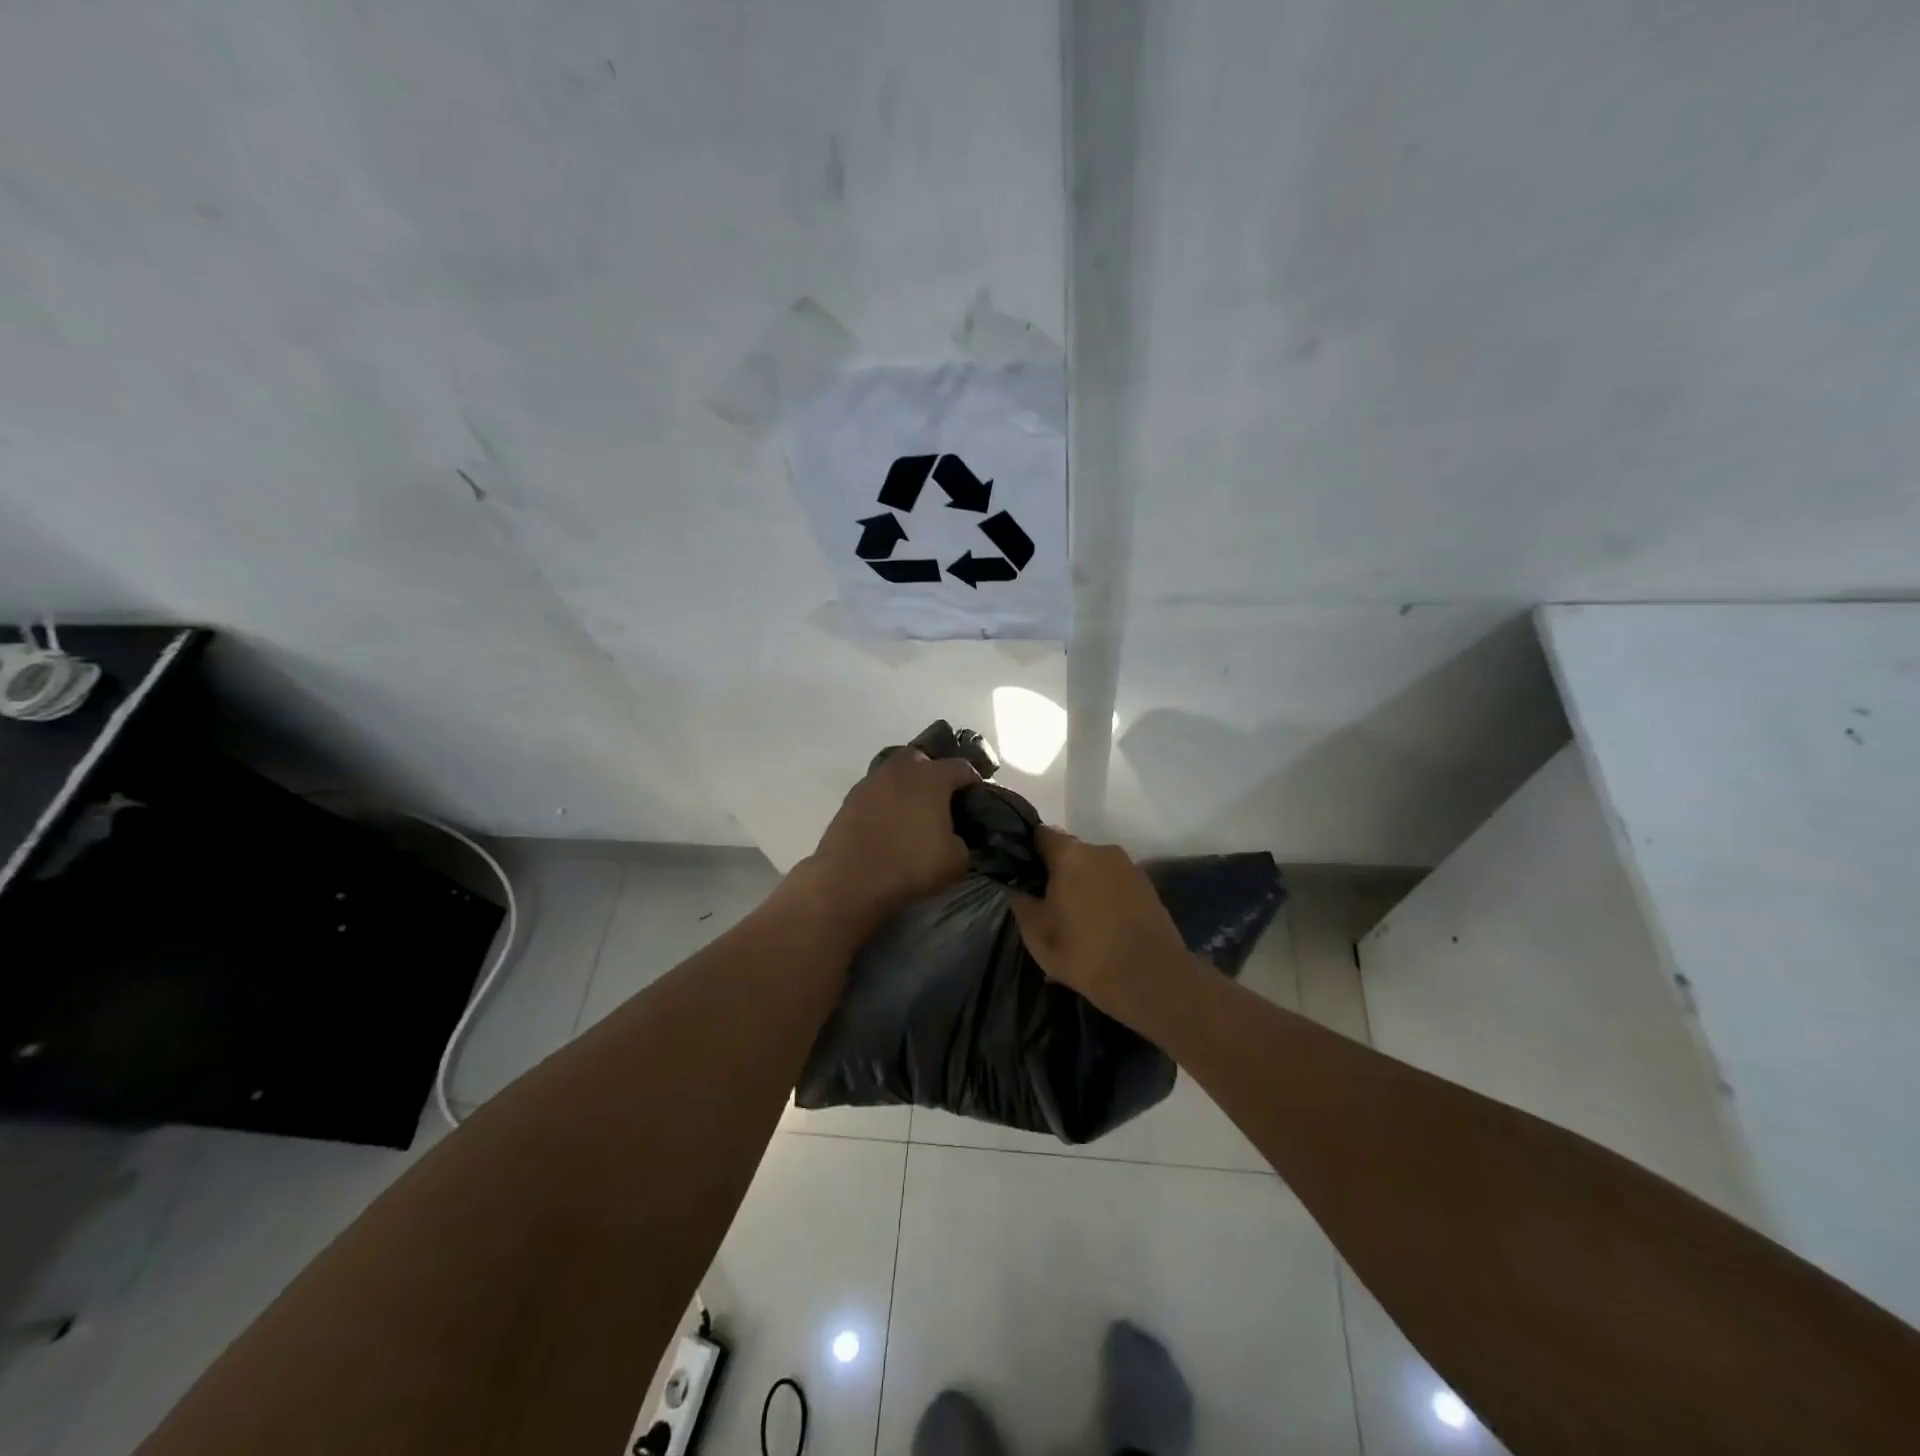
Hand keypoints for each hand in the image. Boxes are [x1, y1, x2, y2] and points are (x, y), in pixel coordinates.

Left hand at [801, 750, 978, 927]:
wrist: (849, 879)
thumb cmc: (910, 865)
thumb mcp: (956, 860)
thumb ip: (963, 840)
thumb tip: (955, 836)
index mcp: (932, 777)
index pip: (962, 768)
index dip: (973, 782)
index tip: (977, 798)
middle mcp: (902, 769)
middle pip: (924, 759)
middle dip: (935, 774)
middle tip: (942, 799)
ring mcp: (872, 780)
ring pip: (896, 773)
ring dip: (907, 786)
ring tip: (913, 810)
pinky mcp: (850, 798)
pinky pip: (877, 791)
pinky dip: (886, 800)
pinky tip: (889, 820)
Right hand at [1011, 827, 1194, 1021]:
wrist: (1151, 979)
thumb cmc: (1085, 953)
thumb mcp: (1037, 934)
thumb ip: (1022, 903)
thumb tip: (1019, 887)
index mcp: (1070, 854)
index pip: (1041, 835)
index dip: (1028, 851)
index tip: (1022, 875)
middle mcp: (1101, 850)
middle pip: (1070, 853)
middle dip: (1058, 874)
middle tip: (1049, 906)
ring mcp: (1129, 867)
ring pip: (1095, 870)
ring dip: (1084, 887)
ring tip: (1078, 924)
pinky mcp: (1148, 888)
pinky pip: (1115, 886)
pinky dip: (1105, 900)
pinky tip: (1103, 930)